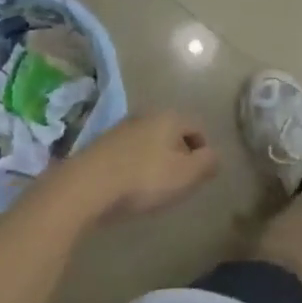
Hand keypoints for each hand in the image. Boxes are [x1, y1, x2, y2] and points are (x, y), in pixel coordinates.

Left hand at [58, 112, 218, 223]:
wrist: (86, 186)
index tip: (201, 174)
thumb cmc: (143, 178)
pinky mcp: (101, 145)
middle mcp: (147, 115)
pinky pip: (129, 152)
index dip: (204, 150)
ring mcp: (121, 128)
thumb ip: (206, 163)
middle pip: (172, 132)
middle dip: (180, 154)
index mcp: (170, 117)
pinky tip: (131, 186)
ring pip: (150, 141)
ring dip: (156, 159)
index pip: (197, 127)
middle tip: (181, 181)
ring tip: (155, 187)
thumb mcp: (185, 175)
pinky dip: (136, 165)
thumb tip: (216, 156)